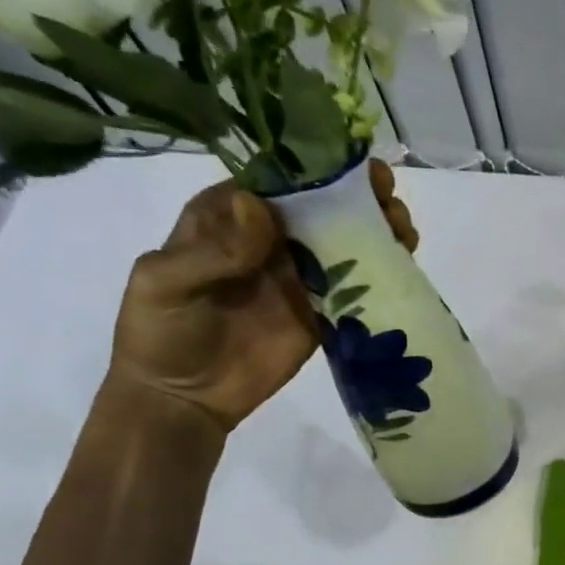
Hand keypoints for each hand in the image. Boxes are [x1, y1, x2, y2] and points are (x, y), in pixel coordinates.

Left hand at [109, 162, 417, 431]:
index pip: (276, 180)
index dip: (315, 168)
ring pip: (345, 240)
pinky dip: (382, 272)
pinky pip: (356, 285)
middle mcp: (270, 239)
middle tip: (388, 198)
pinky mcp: (323, 311)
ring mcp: (300, 276)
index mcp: (228, 218)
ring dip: (377, 229)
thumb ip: (213, 250)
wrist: (184, 399)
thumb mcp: (167, 283)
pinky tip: (404, 263)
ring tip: (404, 229)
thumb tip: (258, 205)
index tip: (351, 165)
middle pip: (321, 206)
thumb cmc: (160, 332)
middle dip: (359, 196)